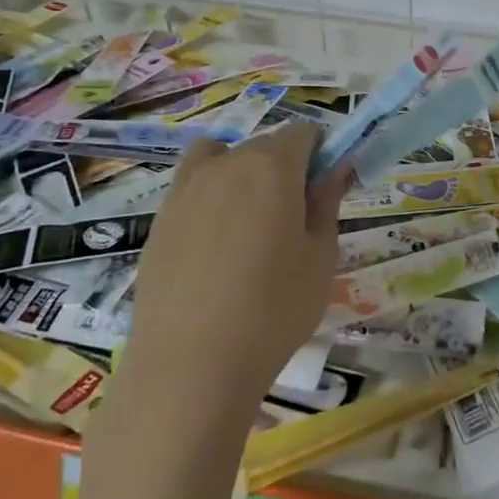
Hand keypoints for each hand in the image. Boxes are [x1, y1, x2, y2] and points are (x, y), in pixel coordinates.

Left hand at [125, 122, 346, 415]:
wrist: (190, 366)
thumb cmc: (274, 309)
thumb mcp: (321, 256)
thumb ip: (328, 201)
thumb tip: (338, 165)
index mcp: (272, 167)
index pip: (302, 132)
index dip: (319, 152)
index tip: (323, 189)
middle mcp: (226, 165)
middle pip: (263, 145)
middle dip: (283, 167)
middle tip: (292, 219)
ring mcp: (186, 190)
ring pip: (222, 159)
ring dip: (242, 174)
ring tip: (249, 224)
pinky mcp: (160, 219)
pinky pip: (192, 187)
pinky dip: (210, 198)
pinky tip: (216, 247)